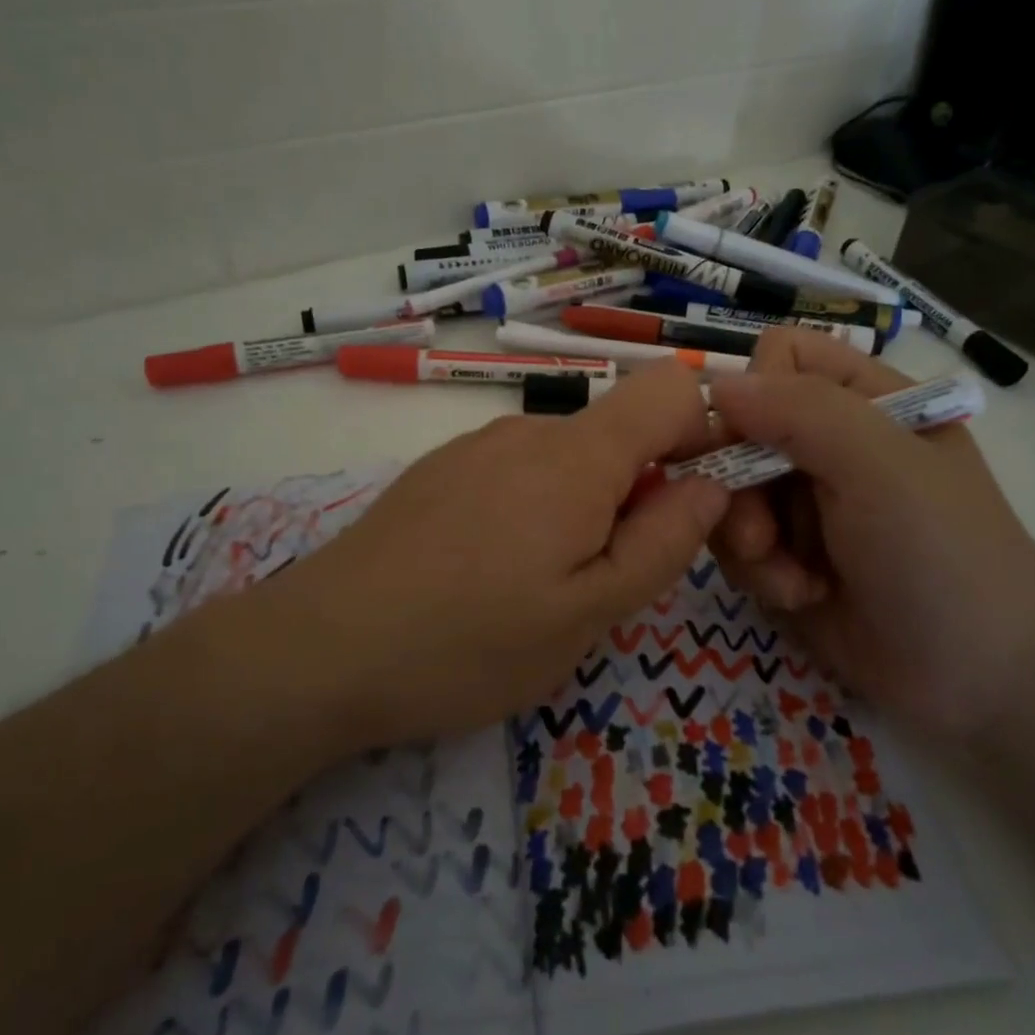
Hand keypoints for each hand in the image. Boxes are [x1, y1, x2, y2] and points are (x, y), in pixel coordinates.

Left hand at [240, 364, 729, 749]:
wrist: (324, 647)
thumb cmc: (469, 642)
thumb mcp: (587, 614)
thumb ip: (663, 543)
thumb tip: (710, 485)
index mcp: (578, 456)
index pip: (672, 387)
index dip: (705, 433)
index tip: (698, 504)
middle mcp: (529, 429)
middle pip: (621, 431)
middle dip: (642, 490)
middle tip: (613, 577)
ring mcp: (478, 444)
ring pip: (569, 456)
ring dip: (586, 506)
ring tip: (545, 585)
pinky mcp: (443, 468)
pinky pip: (520, 470)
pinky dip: (537, 506)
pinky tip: (493, 570)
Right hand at [706, 329, 1034, 742]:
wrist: (982, 677)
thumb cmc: (942, 552)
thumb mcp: (880, 466)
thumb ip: (801, 411)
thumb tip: (718, 384)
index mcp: (861, 399)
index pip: (778, 358)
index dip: (756, 393)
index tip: (756, 445)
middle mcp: (825, 443)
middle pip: (736, 430)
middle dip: (740, 486)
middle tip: (763, 535)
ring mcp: (802, 501)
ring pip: (726, 490)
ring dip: (749, 539)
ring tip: (793, 579)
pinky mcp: (784, 555)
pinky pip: (734, 543)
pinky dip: (759, 572)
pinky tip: (800, 597)